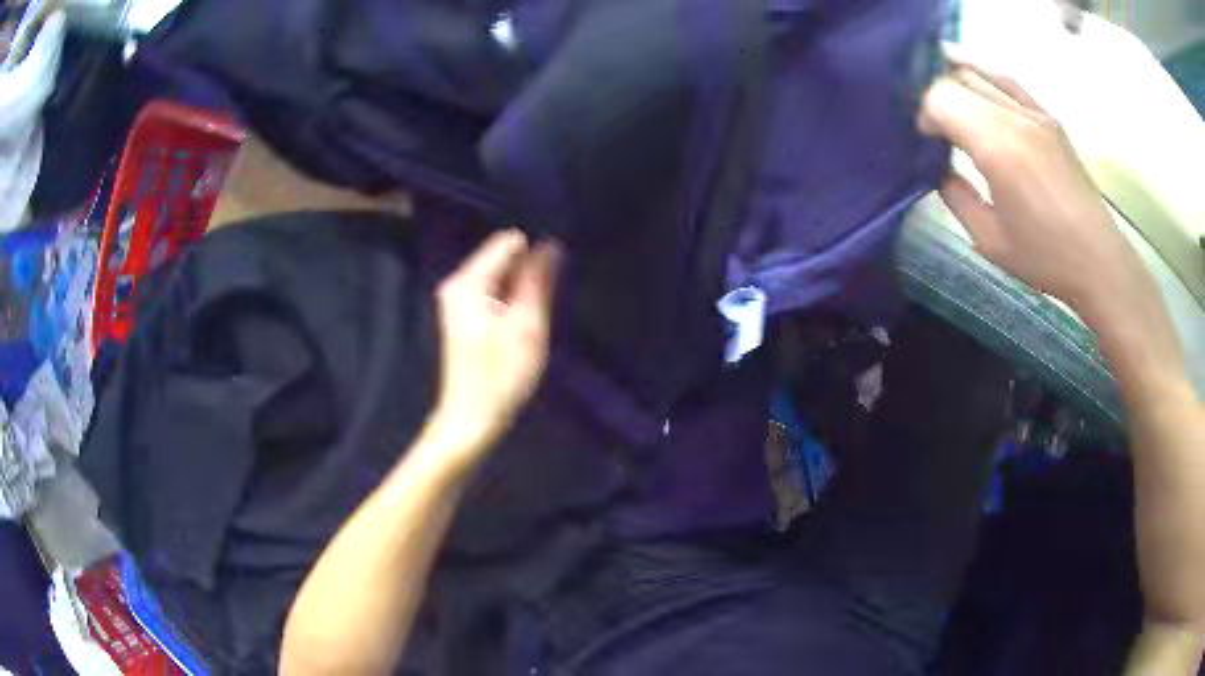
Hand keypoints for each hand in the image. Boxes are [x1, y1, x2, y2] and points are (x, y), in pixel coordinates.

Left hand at [427, 229, 561, 464]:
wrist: (470, 418)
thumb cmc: (501, 375)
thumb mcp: (528, 325)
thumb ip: (538, 281)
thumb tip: (549, 245)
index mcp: (469, 281)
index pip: (510, 242)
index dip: (536, 255)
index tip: (549, 283)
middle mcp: (457, 283)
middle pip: (503, 258)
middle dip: (528, 274)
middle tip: (539, 308)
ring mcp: (456, 299)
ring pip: (500, 277)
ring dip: (521, 290)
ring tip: (530, 319)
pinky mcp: (461, 315)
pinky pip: (493, 292)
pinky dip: (509, 302)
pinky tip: (518, 326)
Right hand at [917, 62, 1155, 324]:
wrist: (1099, 259)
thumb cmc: (1045, 257)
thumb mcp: (990, 240)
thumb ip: (956, 196)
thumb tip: (939, 169)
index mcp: (997, 148)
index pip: (941, 98)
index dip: (924, 114)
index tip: (927, 142)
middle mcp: (1014, 118)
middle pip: (957, 78)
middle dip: (937, 97)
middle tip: (937, 128)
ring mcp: (1034, 113)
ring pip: (981, 73)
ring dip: (959, 84)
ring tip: (953, 107)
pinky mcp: (1048, 117)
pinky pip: (1008, 82)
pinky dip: (986, 80)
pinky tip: (980, 93)